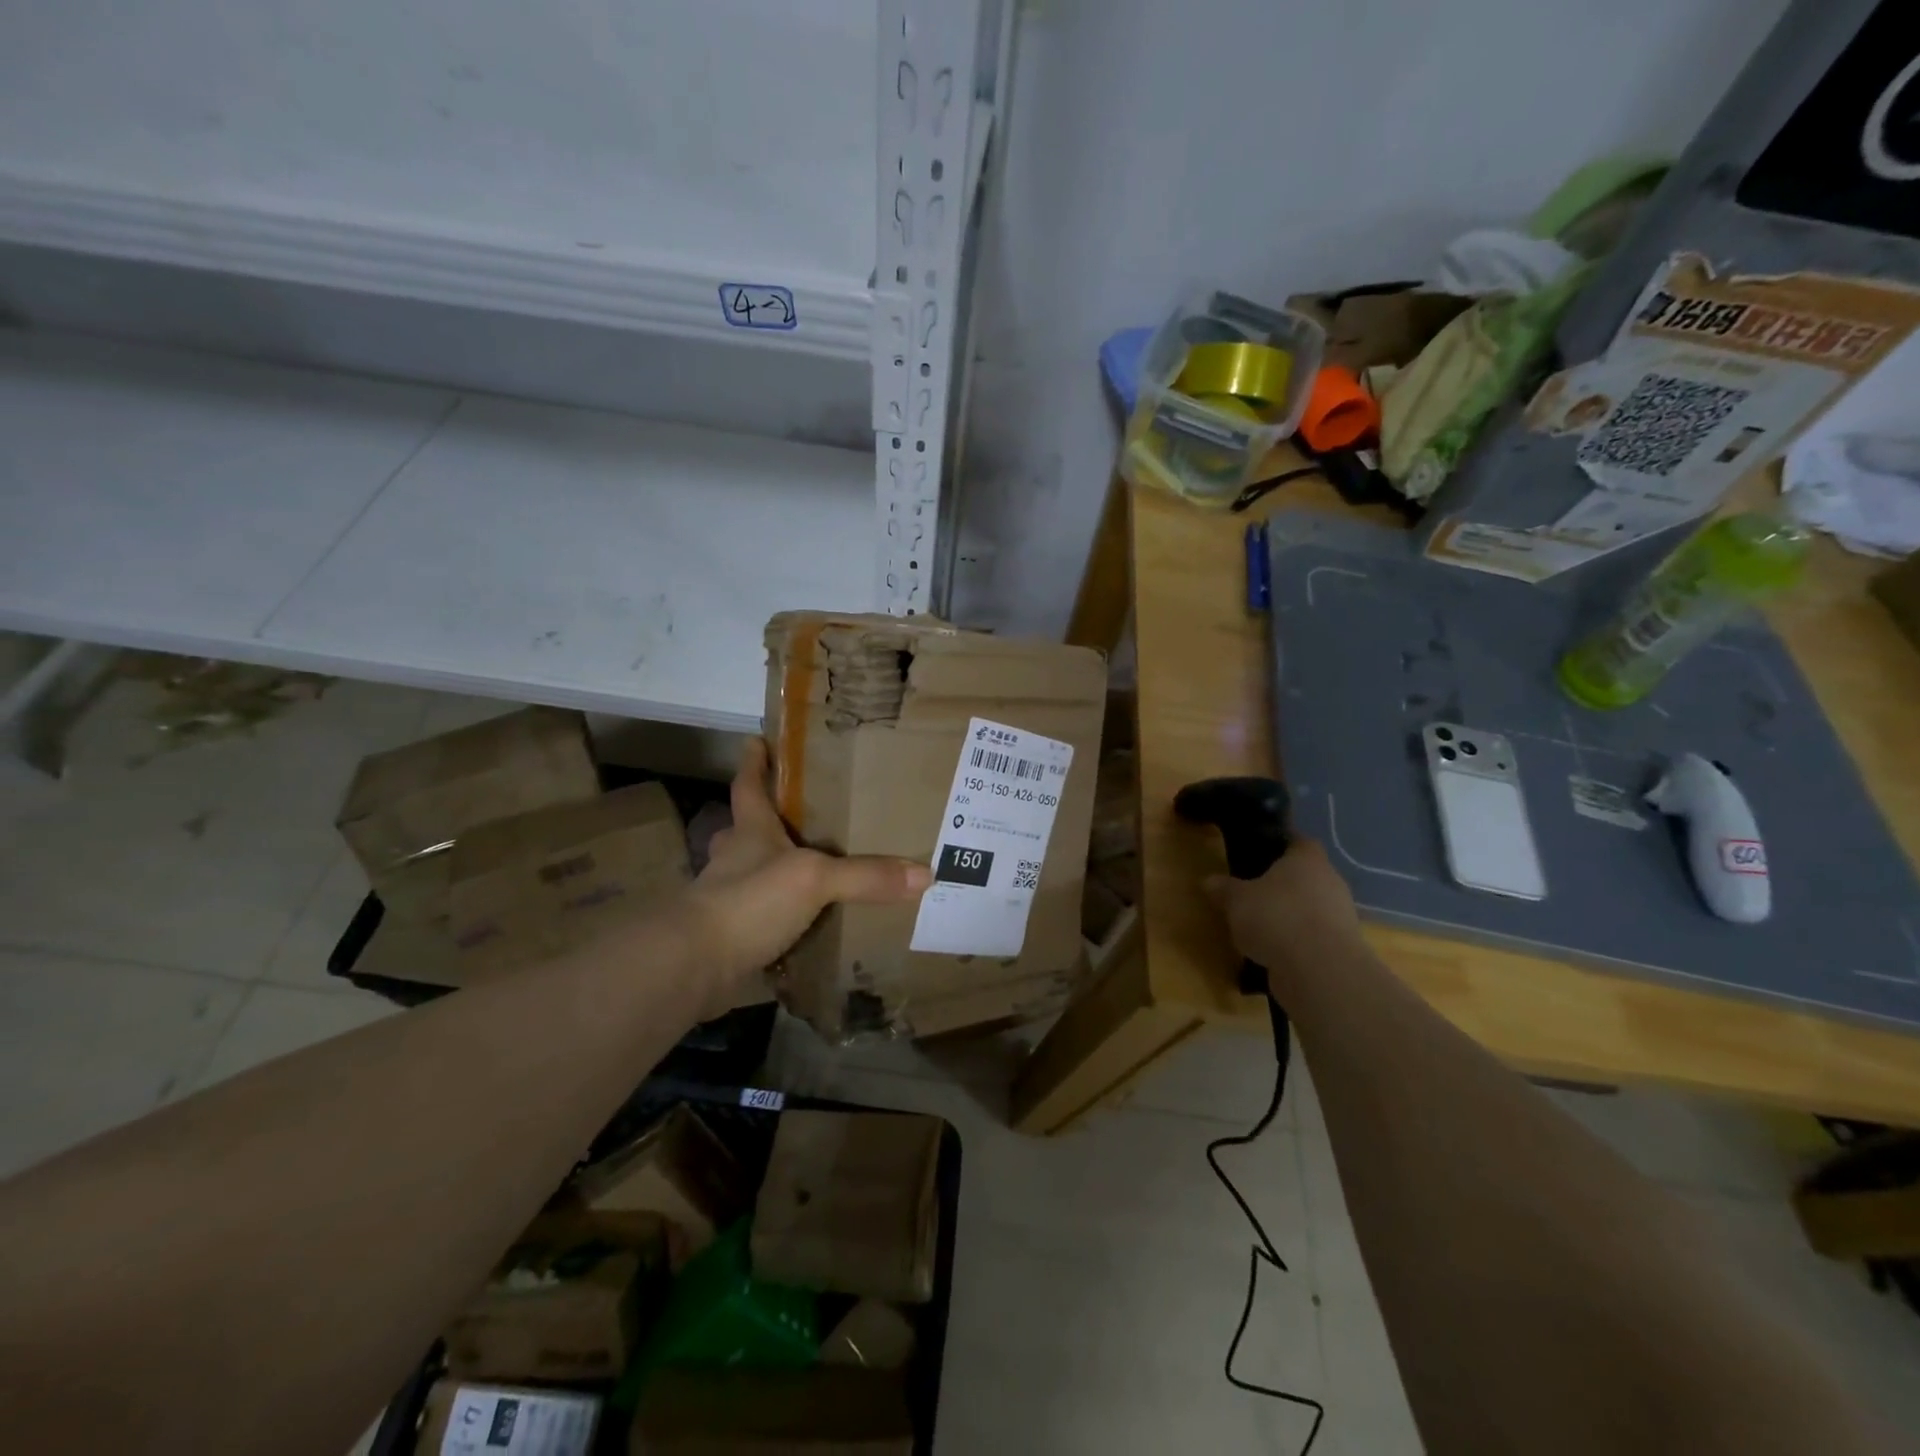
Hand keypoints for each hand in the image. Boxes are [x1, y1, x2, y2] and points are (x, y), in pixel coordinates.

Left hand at [680, 738, 931, 999]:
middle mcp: (737, 861)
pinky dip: (784, 921)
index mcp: (751, 832)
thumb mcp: (814, 879)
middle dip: (770, 821)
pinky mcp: (733, 939)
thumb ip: (865, 876)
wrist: (694, 965)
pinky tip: (810, 926)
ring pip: (756, 877)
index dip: (754, 763)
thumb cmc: (748, 900)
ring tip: (817, 871)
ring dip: (778, 873)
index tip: (756, 739)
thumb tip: (925, 872)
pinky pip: (765, 921)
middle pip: (750, 831)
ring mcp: (731, 901)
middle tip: (804, 815)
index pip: (749, 786)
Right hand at [1205, 839, 1361, 994]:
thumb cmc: (1276, 917)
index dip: (1281, 848)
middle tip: (1255, 895)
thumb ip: (1224, 888)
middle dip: (1283, 886)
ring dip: (1291, 916)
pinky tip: (1275, 953)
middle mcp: (1330, 882)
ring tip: (1261, 929)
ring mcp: (1341, 916)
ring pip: (1311, 908)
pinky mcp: (1342, 948)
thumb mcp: (1236, 900)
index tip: (1260, 857)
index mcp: (1307, 859)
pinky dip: (1298, 943)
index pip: (1299, 842)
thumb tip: (1208, 881)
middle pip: (1306, 877)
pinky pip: (1315, 937)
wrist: (1319, 970)